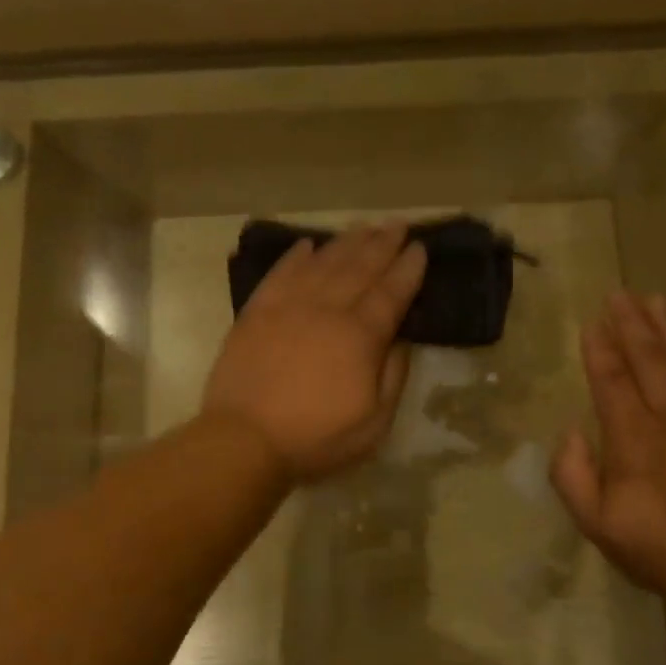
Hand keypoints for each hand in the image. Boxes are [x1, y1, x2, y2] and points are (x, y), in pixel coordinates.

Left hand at [202, 222, 426, 481]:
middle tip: (398, 224)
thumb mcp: (374, 423)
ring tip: (364, 226)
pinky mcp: (256, 312)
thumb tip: (400, 339)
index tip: (420, 248)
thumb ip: (393, 376)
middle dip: (383, 243)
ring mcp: (288, 306)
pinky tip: (308, 244)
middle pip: (360, 268)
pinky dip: (296, 255)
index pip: (391, 293)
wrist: (244, 440)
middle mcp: (326, 309)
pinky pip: (280, 273)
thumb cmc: (315, 438)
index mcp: (360, 336)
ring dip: (347, 242)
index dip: (408, 269)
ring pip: (323, 263)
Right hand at [550, 291, 665, 603]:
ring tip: (657, 301)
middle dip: (632, 324)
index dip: (600, 348)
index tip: (592, 321)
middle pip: (651, 359)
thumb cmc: (659, 547)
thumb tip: (571, 431)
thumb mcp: (597, 524)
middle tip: (620, 294)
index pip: (612, 380)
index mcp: (634, 438)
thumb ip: (573, 475)